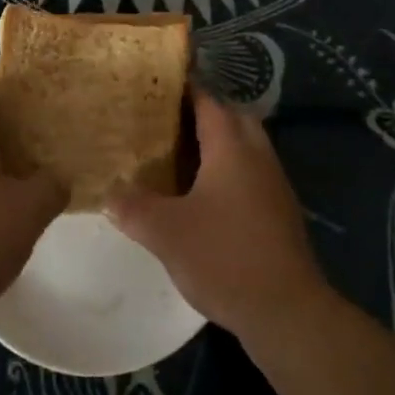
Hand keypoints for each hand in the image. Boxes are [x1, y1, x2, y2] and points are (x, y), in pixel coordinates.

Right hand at [106, 91, 326, 341]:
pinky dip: (227, 170)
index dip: (183, 87)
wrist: (287, 311)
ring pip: (244, 145)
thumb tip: (107, 192)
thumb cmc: (225, 257)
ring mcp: (273, 183)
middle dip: (201, 112)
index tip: (155, 83)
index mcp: (231, 146)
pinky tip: (201, 194)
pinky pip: (250, 172)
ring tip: (177, 153)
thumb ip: (132, 207)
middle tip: (164, 119)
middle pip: (231, 116)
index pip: (207, 99)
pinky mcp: (279, 211)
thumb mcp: (165, 232)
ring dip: (216, 142)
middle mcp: (257, 154)